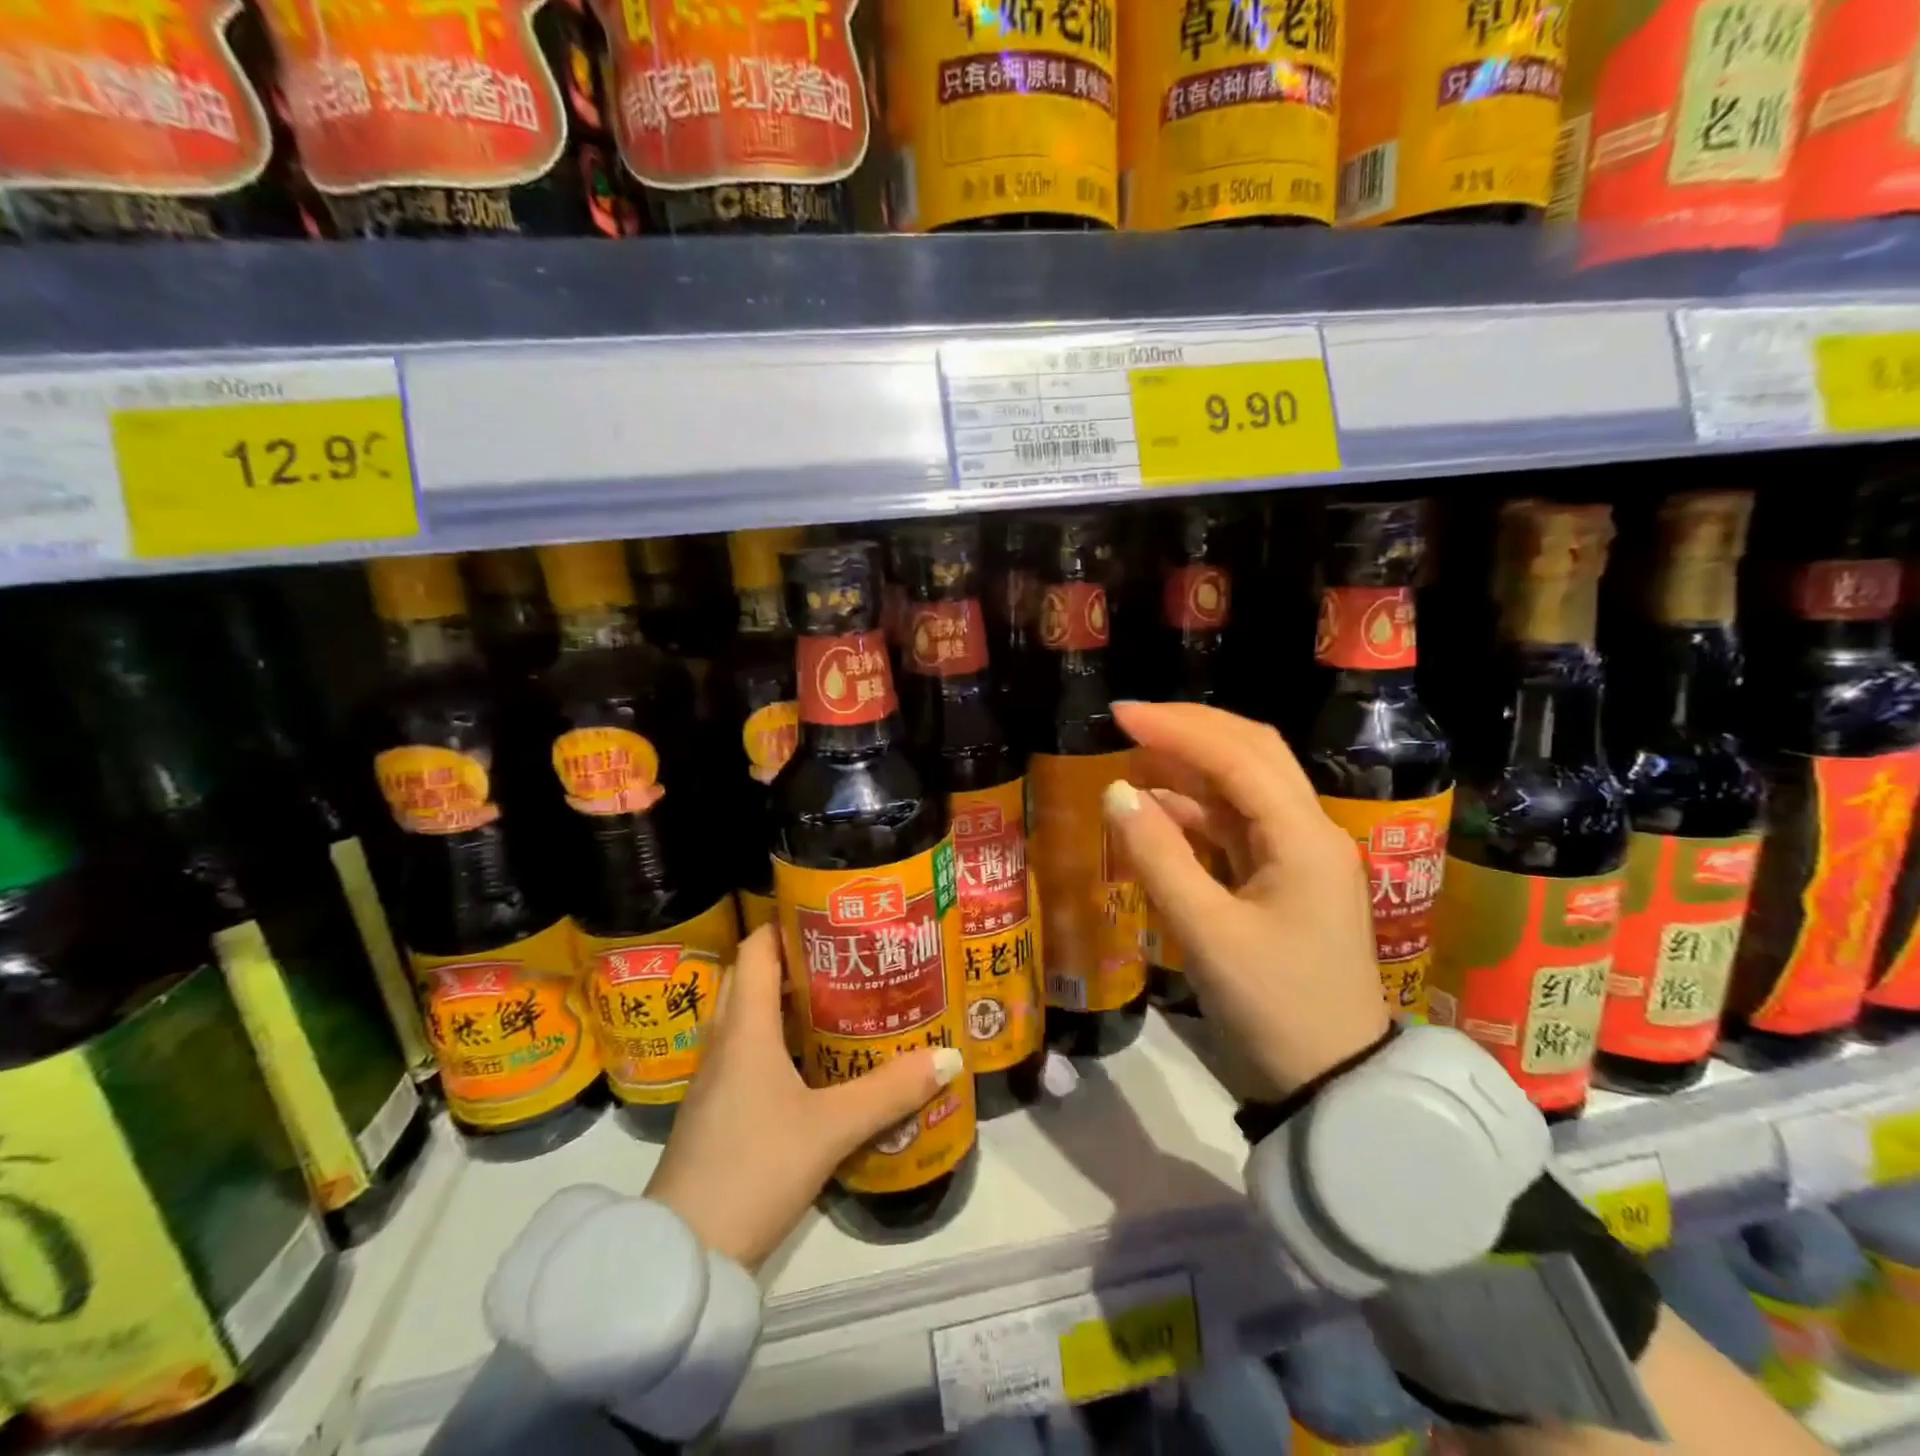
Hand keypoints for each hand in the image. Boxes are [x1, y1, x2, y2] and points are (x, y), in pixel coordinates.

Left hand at [645, 925, 964, 1271]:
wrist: (683, 1256)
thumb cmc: (754, 1169)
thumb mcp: (830, 1129)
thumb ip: (889, 1092)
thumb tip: (948, 1057)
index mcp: (745, 1029)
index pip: (756, 951)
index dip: (787, 924)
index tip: (829, 916)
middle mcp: (724, 1042)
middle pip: (751, 978)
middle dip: (792, 959)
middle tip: (844, 956)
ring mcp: (714, 1079)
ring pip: (747, 1018)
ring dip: (785, 1002)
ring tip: (838, 999)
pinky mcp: (715, 1111)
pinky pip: (746, 1053)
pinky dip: (776, 1041)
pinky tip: (813, 1061)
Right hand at [1103, 701, 1390, 1096]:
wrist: (1334, 1082)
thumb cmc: (1273, 1009)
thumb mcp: (1206, 934)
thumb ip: (1158, 857)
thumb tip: (1115, 792)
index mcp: (1303, 838)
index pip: (1238, 757)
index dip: (1177, 728)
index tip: (1120, 715)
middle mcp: (1311, 831)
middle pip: (1253, 754)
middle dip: (1191, 729)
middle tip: (1130, 721)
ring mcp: (1302, 855)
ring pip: (1247, 786)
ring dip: (1194, 765)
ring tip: (1137, 755)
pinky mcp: (1287, 878)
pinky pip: (1240, 825)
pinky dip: (1198, 809)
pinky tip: (1159, 809)